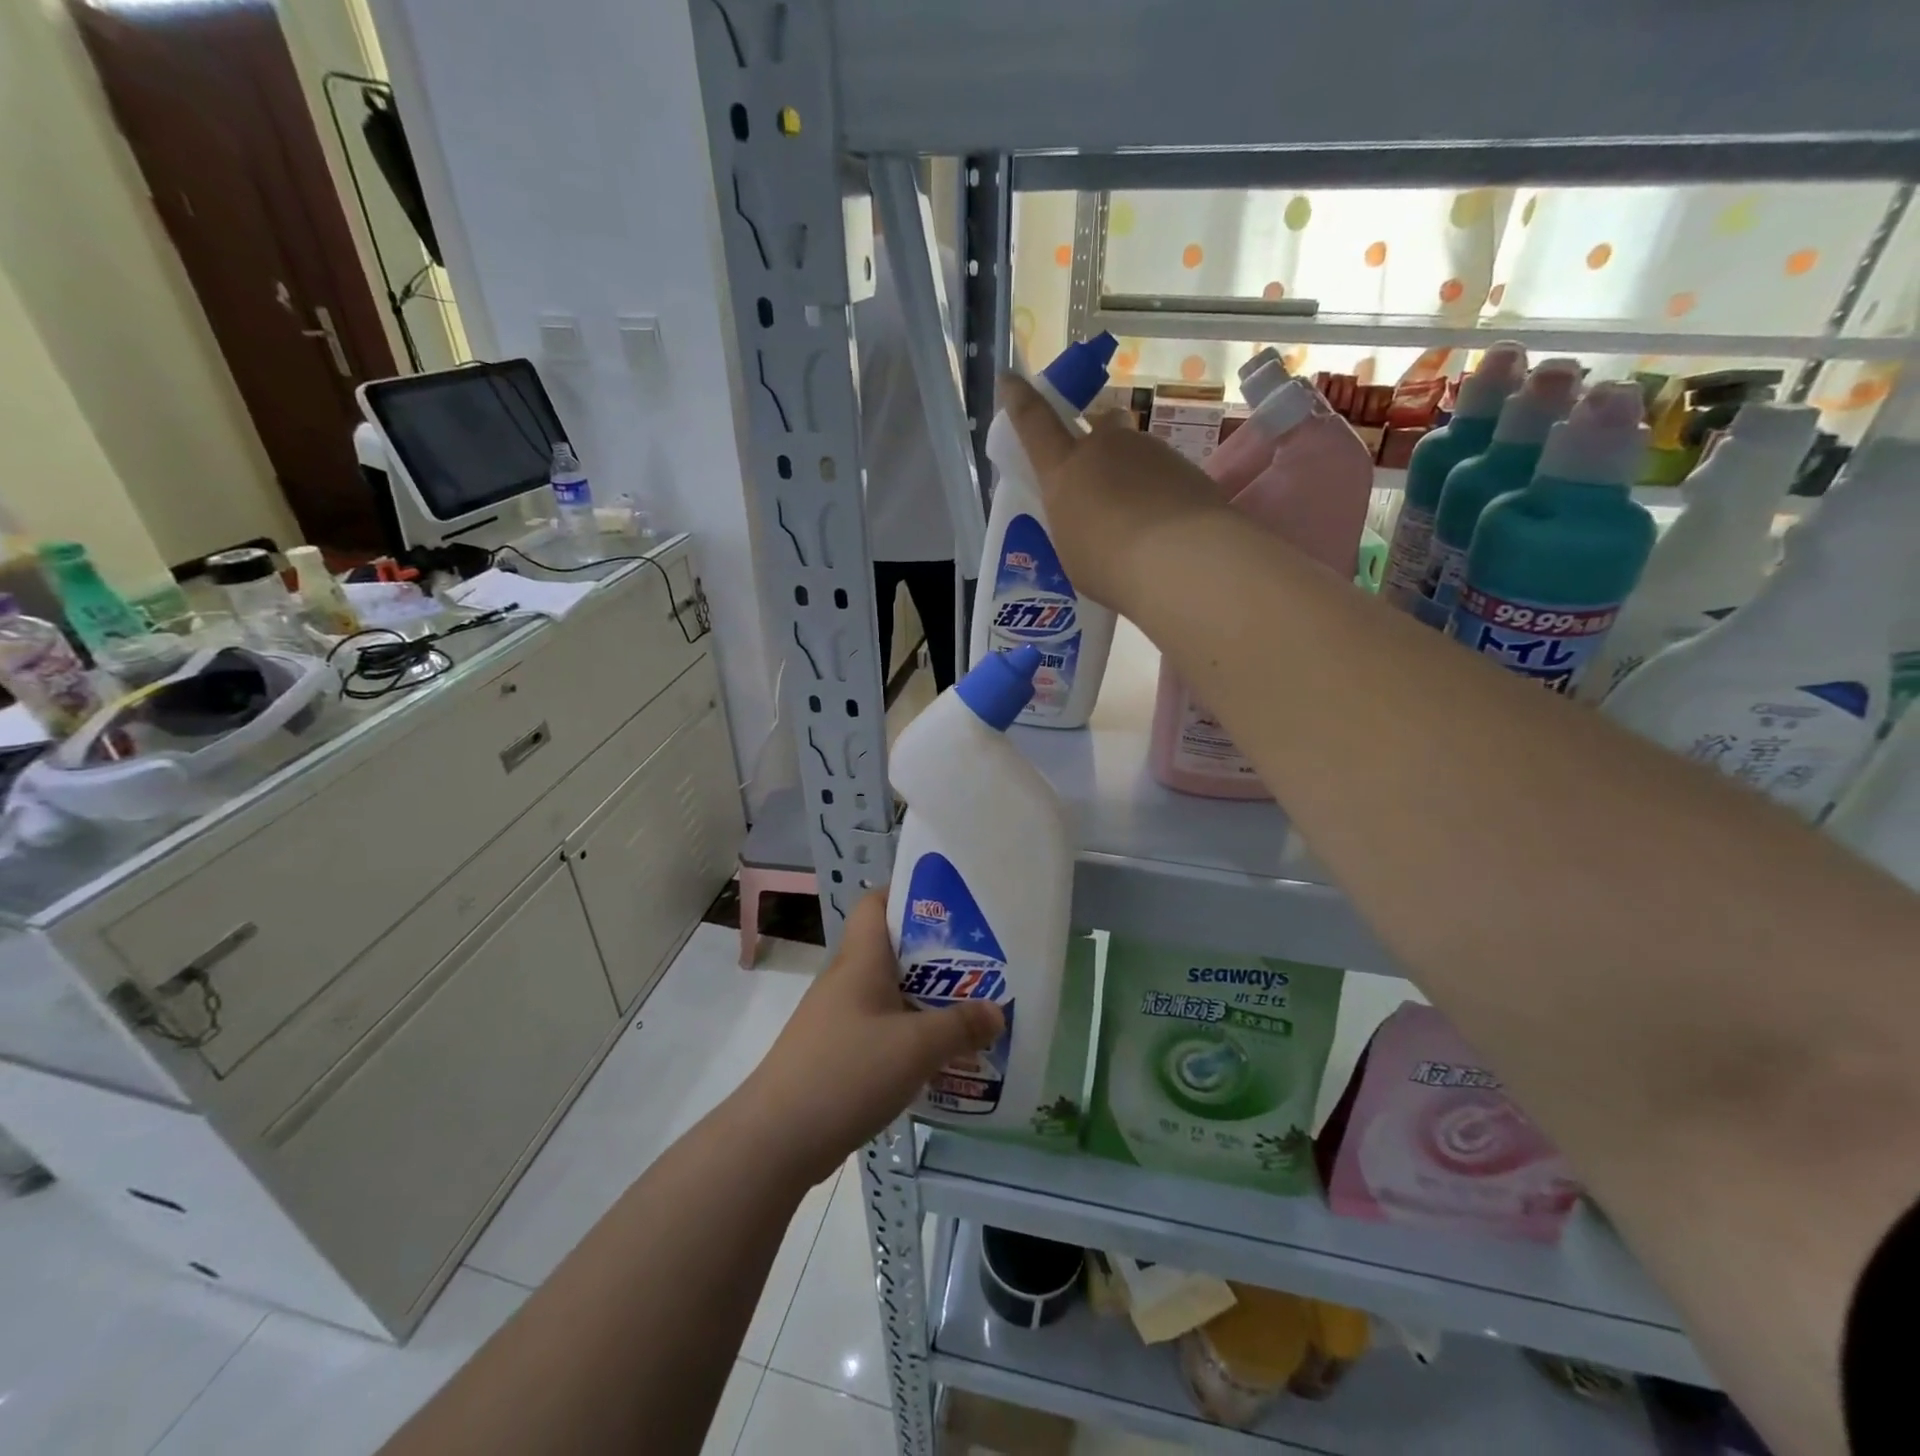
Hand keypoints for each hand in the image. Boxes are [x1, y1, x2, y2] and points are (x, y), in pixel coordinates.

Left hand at [732, 893, 1002, 1186]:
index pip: (876, 903)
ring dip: (924, 1001)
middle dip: (934, 956)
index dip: (908, 894)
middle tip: (977, 966)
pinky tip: (934, 1059)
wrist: (776, 1139)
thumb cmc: (848, 1072)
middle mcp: (846, 980)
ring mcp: (836, 1019)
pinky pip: (879, 1030)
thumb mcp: (916, 1047)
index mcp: (861, 960)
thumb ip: (961, 1026)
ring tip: (967, 1013)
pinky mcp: (834, 1055)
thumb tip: (996, 1012)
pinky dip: (907, 1036)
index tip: (951, 906)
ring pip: (888, 994)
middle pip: (891, 951)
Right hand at [998, 373, 1232, 614]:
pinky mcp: (1185, 466)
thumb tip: (1086, 517)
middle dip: (1099, 439)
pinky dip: (1160, 491)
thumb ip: (1074, 522)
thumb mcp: (1072, 550)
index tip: (1009, 379)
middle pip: (1100, 425)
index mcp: (1065, 469)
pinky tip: (1166, 526)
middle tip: (1101, 478)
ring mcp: (1149, 450)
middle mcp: (1106, 447)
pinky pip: (1163, 473)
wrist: (1181, 560)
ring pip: (1135, 451)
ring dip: (1132, 473)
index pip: (1034, 423)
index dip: (1020, 400)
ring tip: (1139, 518)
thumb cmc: (1109, 564)